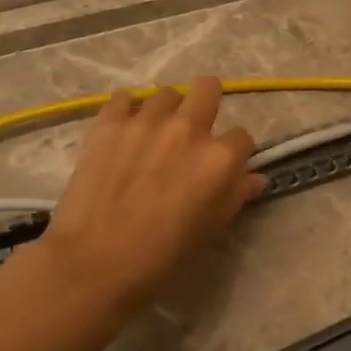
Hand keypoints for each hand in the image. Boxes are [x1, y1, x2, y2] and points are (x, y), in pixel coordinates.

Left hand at [36, 77, 263, 320]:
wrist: (96, 262)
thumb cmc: (162, 255)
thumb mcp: (211, 228)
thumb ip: (236, 194)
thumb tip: (254, 177)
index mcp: (219, 158)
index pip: (241, 136)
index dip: (234, 151)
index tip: (221, 165)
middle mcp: (188, 129)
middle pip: (208, 89)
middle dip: (207, 103)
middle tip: (193, 130)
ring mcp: (146, 121)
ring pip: (166, 94)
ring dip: (166, 111)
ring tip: (153, 134)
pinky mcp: (109, 123)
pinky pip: (122, 98)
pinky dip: (125, 110)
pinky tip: (122, 131)